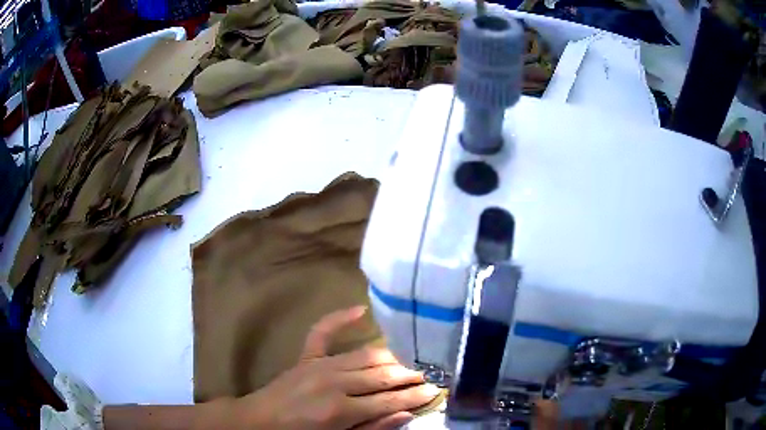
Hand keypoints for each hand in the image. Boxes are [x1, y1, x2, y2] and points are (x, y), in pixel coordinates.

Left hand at [233, 306, 440, 429]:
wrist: (260, 421)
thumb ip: (373, 428)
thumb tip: (406, 413)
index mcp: (340, 410)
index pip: (389, 400)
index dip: (415, 395)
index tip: (436, 389)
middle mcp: (333, 383)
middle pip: (382, 375)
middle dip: (410, 374)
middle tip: (432, 371)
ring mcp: (318, 365)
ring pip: (366, 355)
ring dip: (392, 356)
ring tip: (413, 357)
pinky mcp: (306, 356)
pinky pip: (323, 331)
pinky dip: (340, 318)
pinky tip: (360, 309)